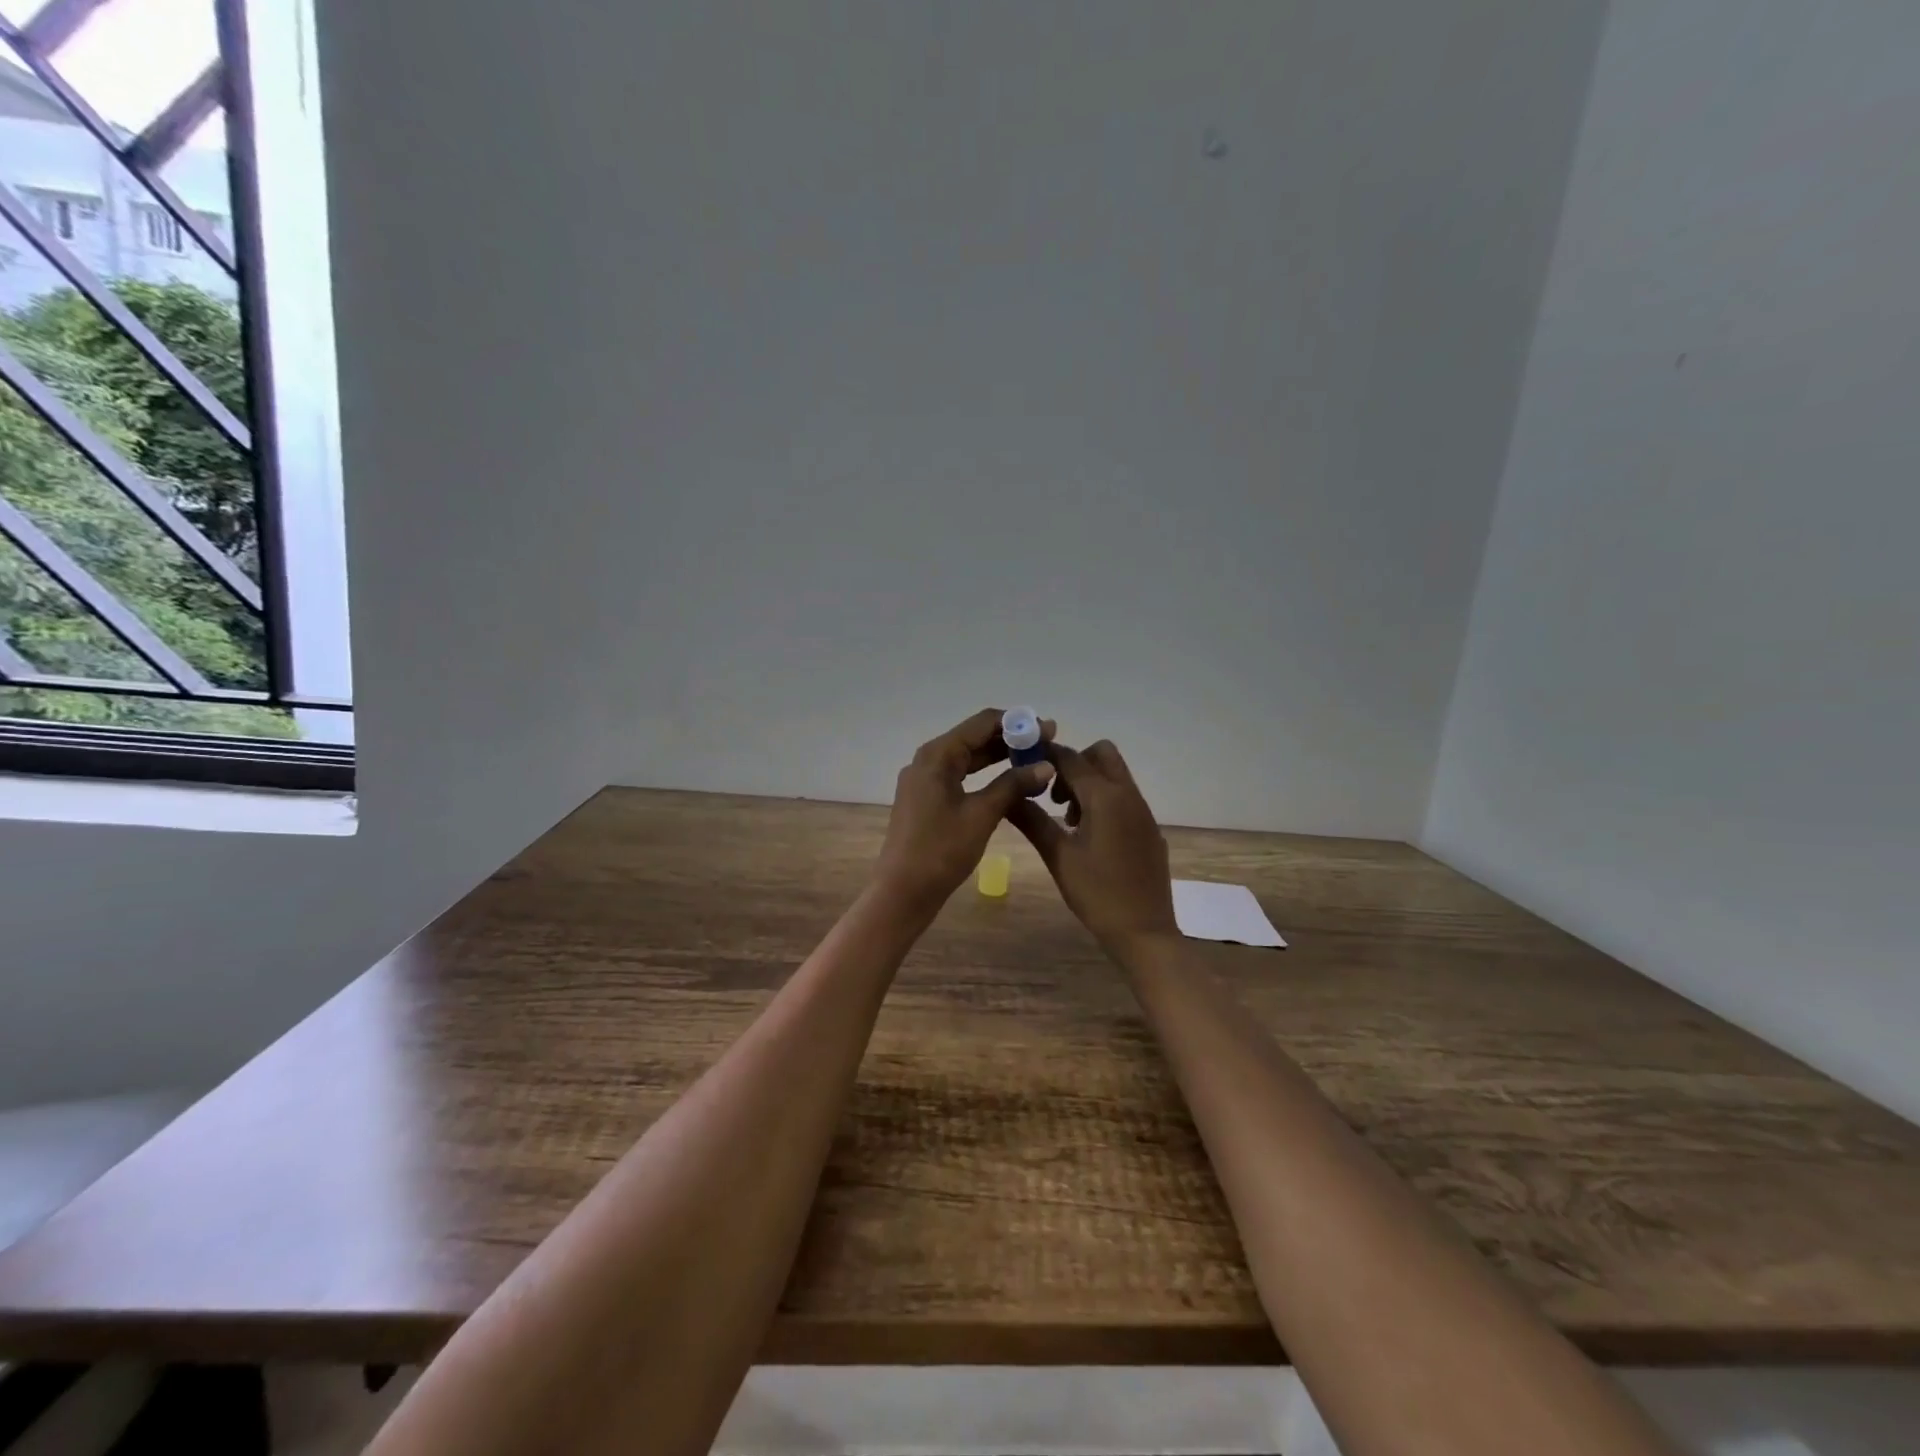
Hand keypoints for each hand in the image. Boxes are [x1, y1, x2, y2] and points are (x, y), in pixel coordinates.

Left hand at [874, 708, 1055, 919]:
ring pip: (968, 758)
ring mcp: (925, 780)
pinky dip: (986, 776)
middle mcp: (928, 760)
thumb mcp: (982, 815)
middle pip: (974, 737)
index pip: (982, 722)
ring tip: (1036, 762)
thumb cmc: (941, 850)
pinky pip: (961, 776)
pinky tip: (1010, 784)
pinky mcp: (927, 799)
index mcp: (937, 755)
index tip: (1049, 730)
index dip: (1018, 722)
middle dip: (1012, 739)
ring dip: (1000, 757)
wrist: (902, 892)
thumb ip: (1013, 785)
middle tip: (1048, 745)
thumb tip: (1046, 765)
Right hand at [1007, 739, 1177, 952]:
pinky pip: (1125, 798)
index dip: (1045, 754)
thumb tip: (1007, 795)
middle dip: (1073, 764)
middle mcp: (1128, 795)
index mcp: (1105, 797)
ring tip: (1067, 820)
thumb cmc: (1097, 893)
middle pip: (1101, 755)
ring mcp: (1143, 812)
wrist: (1144, 932)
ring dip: (1089, 783)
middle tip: (1052, 795)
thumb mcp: (1058, 856)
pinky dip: (1104, 801)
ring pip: (1115, 776)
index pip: (1070, 758)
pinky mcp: (1149, 829)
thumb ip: (1032, 820)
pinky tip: (1090, 837)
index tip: (1023, 762)